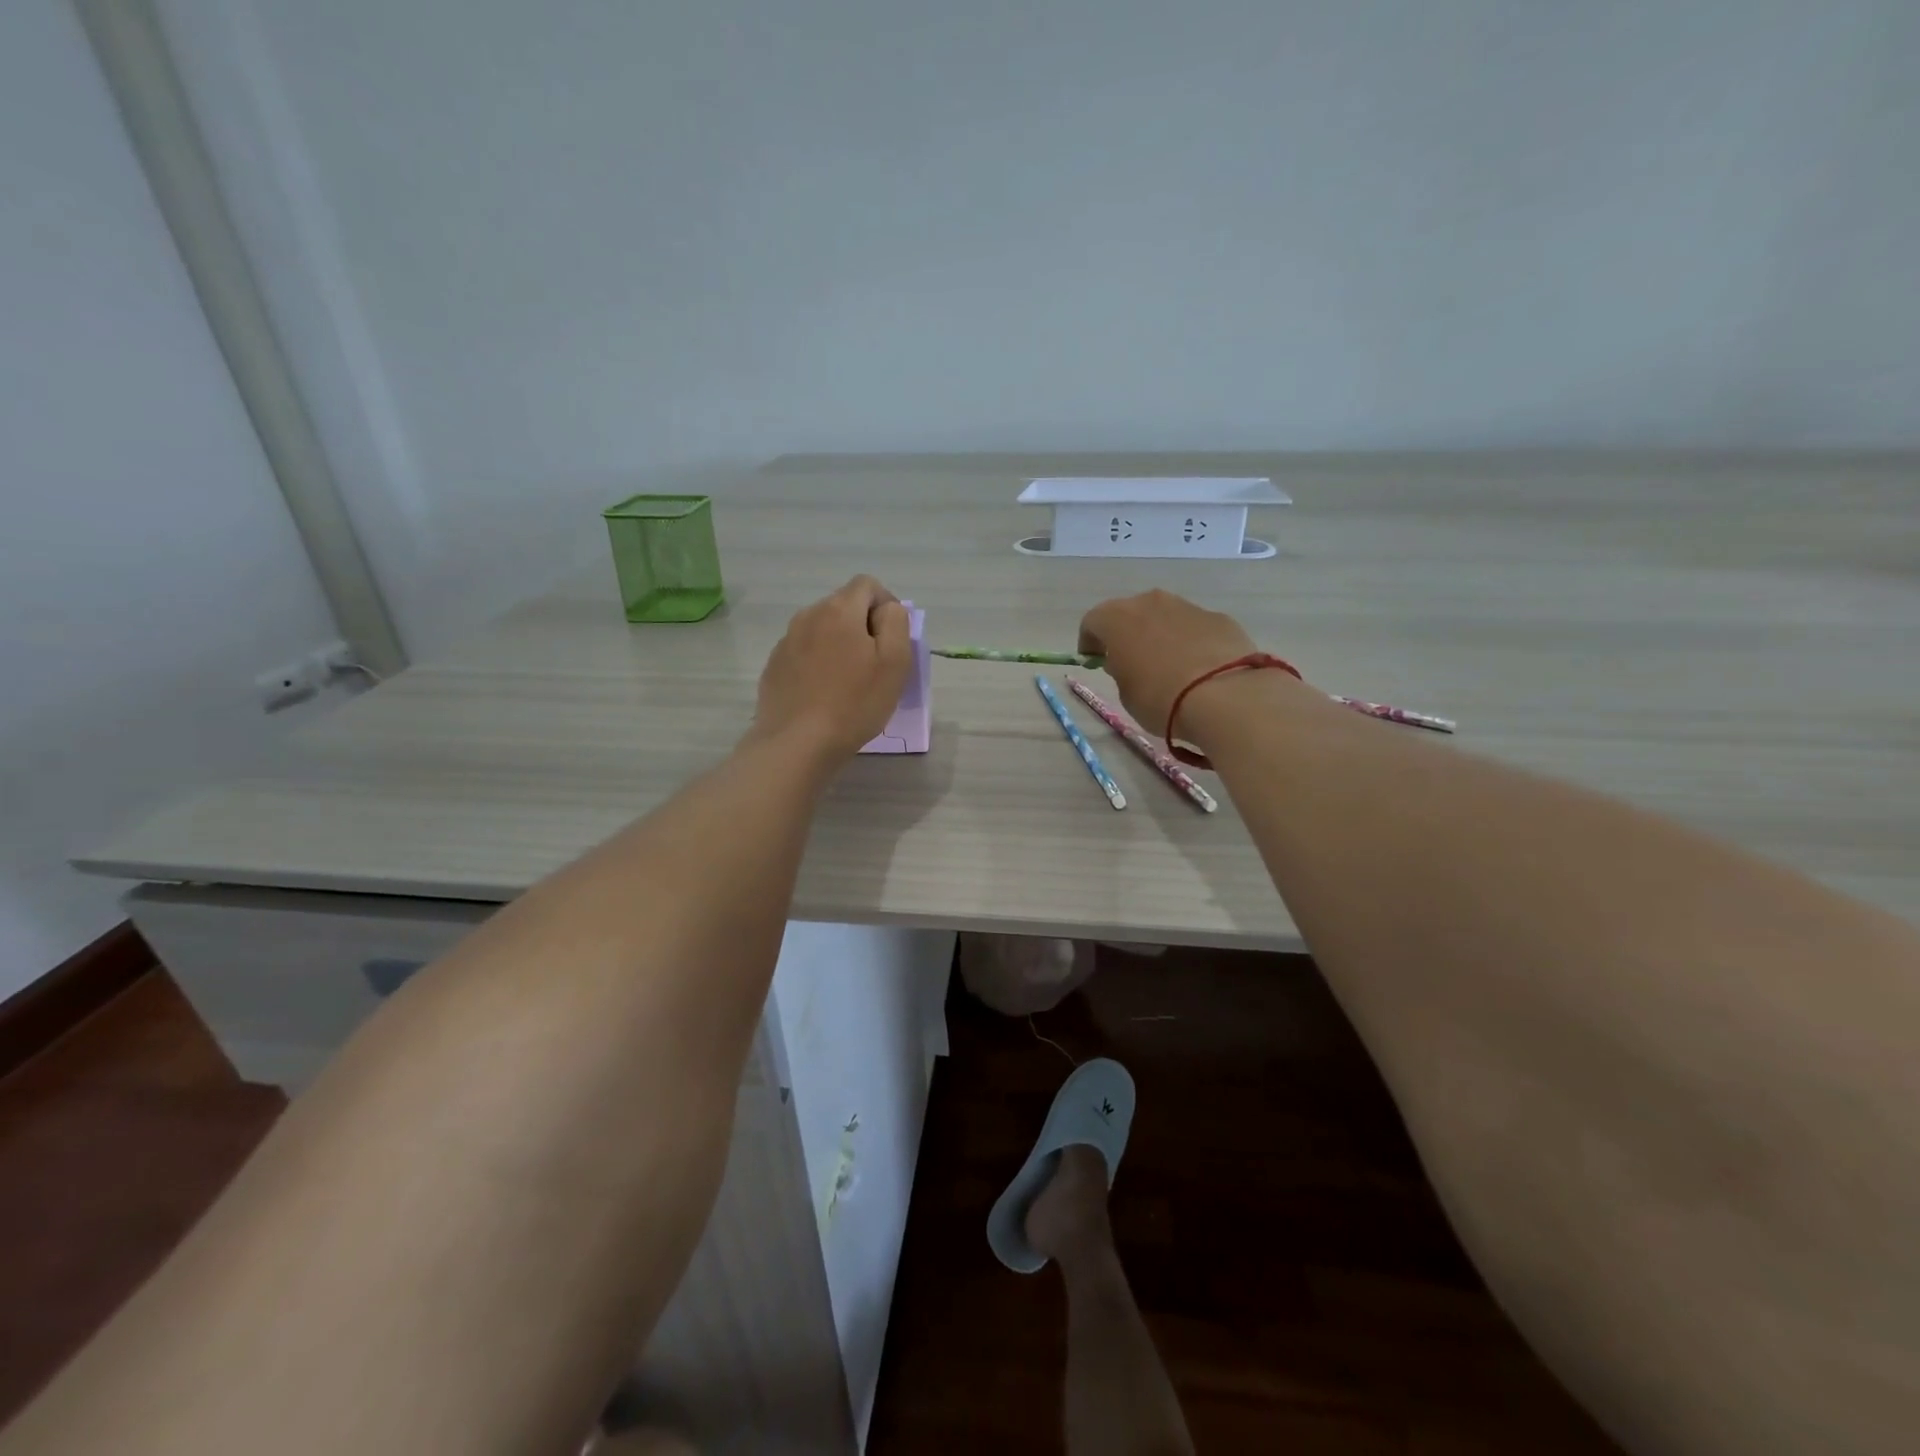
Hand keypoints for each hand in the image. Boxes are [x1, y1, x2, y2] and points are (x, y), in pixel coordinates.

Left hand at [751, 576, 912, 762]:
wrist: (797, 743)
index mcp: (839, 610)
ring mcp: (787, 641)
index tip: (893, 639)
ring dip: (840, 645)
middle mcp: (808, 615)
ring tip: (849, 682)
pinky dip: (818, 663)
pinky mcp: (775, 666)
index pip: (867, 584)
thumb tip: (887, 610)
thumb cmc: (854, 703)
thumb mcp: (895, 662)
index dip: (886, 605)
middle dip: (863, 626)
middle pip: (844, 605)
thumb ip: (896, 623)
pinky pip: (804, 652)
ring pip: (823, 629)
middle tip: (875, 666)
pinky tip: (824, 694)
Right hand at [1078, 589, 1260, 736]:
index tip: (1094, 661)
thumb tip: (1129, 662)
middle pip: (1129, 613)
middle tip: (1130, 661)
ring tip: (1168, 666)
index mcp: (1117, 618)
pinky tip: (1198, 669)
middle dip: (1126, 634)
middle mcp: (1150, 602)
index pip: (1092, 622)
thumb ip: (1122, 671)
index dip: (1089, 643)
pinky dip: (1190, 642)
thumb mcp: (1126, 693)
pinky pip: (1194, 628)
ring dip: (1160, 635)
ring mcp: (1187, 606)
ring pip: (1163, 617)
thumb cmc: (1160, 697)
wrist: (1225, 696)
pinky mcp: (1218, 617)